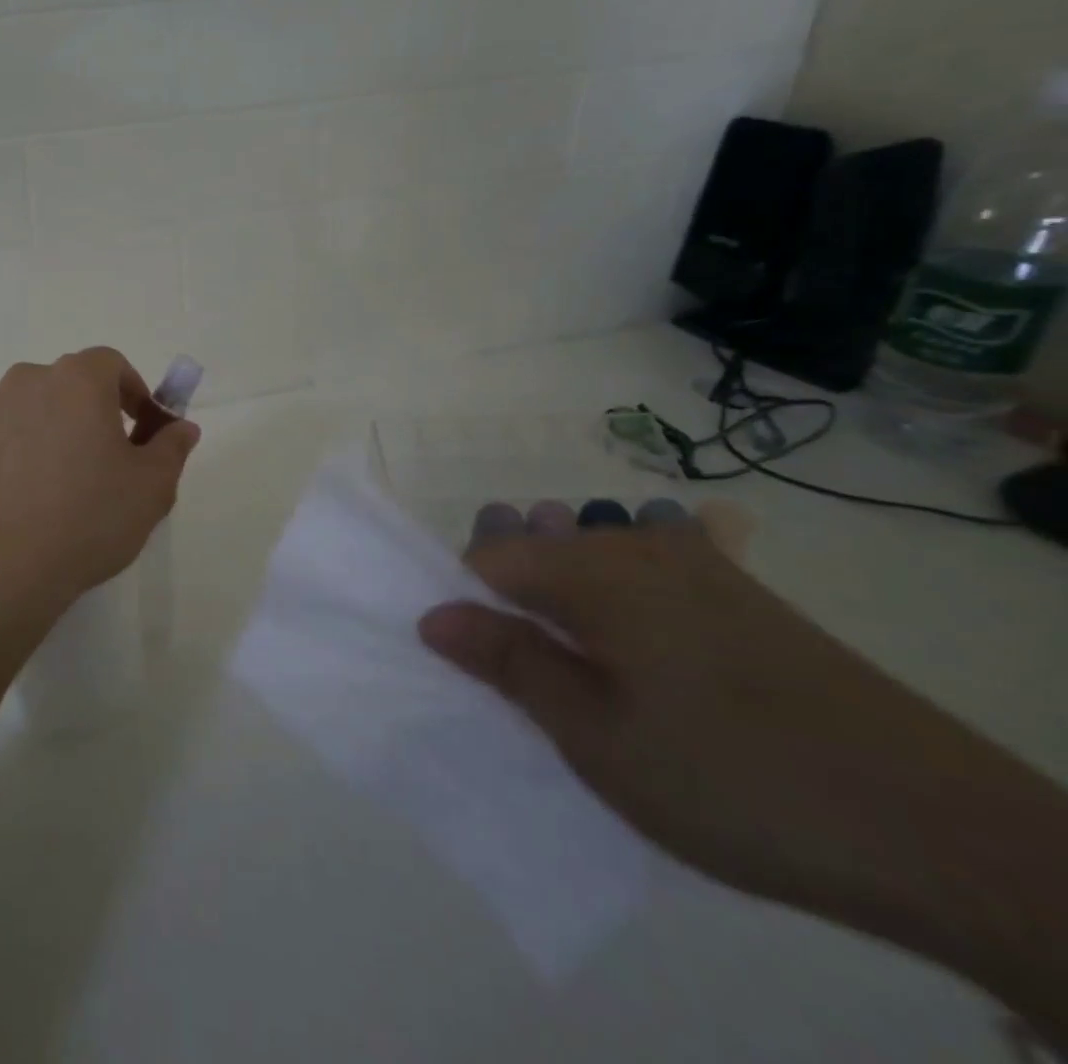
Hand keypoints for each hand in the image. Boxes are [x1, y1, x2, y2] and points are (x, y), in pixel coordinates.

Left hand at [0, 348, 198, 610]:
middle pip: (71, 382)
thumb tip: (182, 427)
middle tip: (108, 457)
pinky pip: (5, 431)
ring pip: (35, 405)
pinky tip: (30, 492)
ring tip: (64, 478)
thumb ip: (172, 446)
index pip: (112, 363)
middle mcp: (29, 380)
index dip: (133, 391)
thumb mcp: (152, 486)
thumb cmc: (90, 517)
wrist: (6, 567)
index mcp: (77, 379)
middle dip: (94, 409)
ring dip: (55, 426)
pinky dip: (21, 446)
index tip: (142, 429)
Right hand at [417, 505, 1053, 943]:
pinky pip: (644, 578)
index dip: (461, 604)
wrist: (946, 832)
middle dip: (510, 603)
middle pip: (536, 549)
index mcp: (594, 570)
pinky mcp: (741, 595)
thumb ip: (509, 662)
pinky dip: (616, 611)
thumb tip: (432, 616)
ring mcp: (697, 565)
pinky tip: (640, 665)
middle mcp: (637, 546)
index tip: (467, 664)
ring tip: (580, 680)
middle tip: (526, 682)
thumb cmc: (734, 781)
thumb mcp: (596, 736)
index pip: (487, 558)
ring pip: (588, 562)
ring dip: (563, 609)